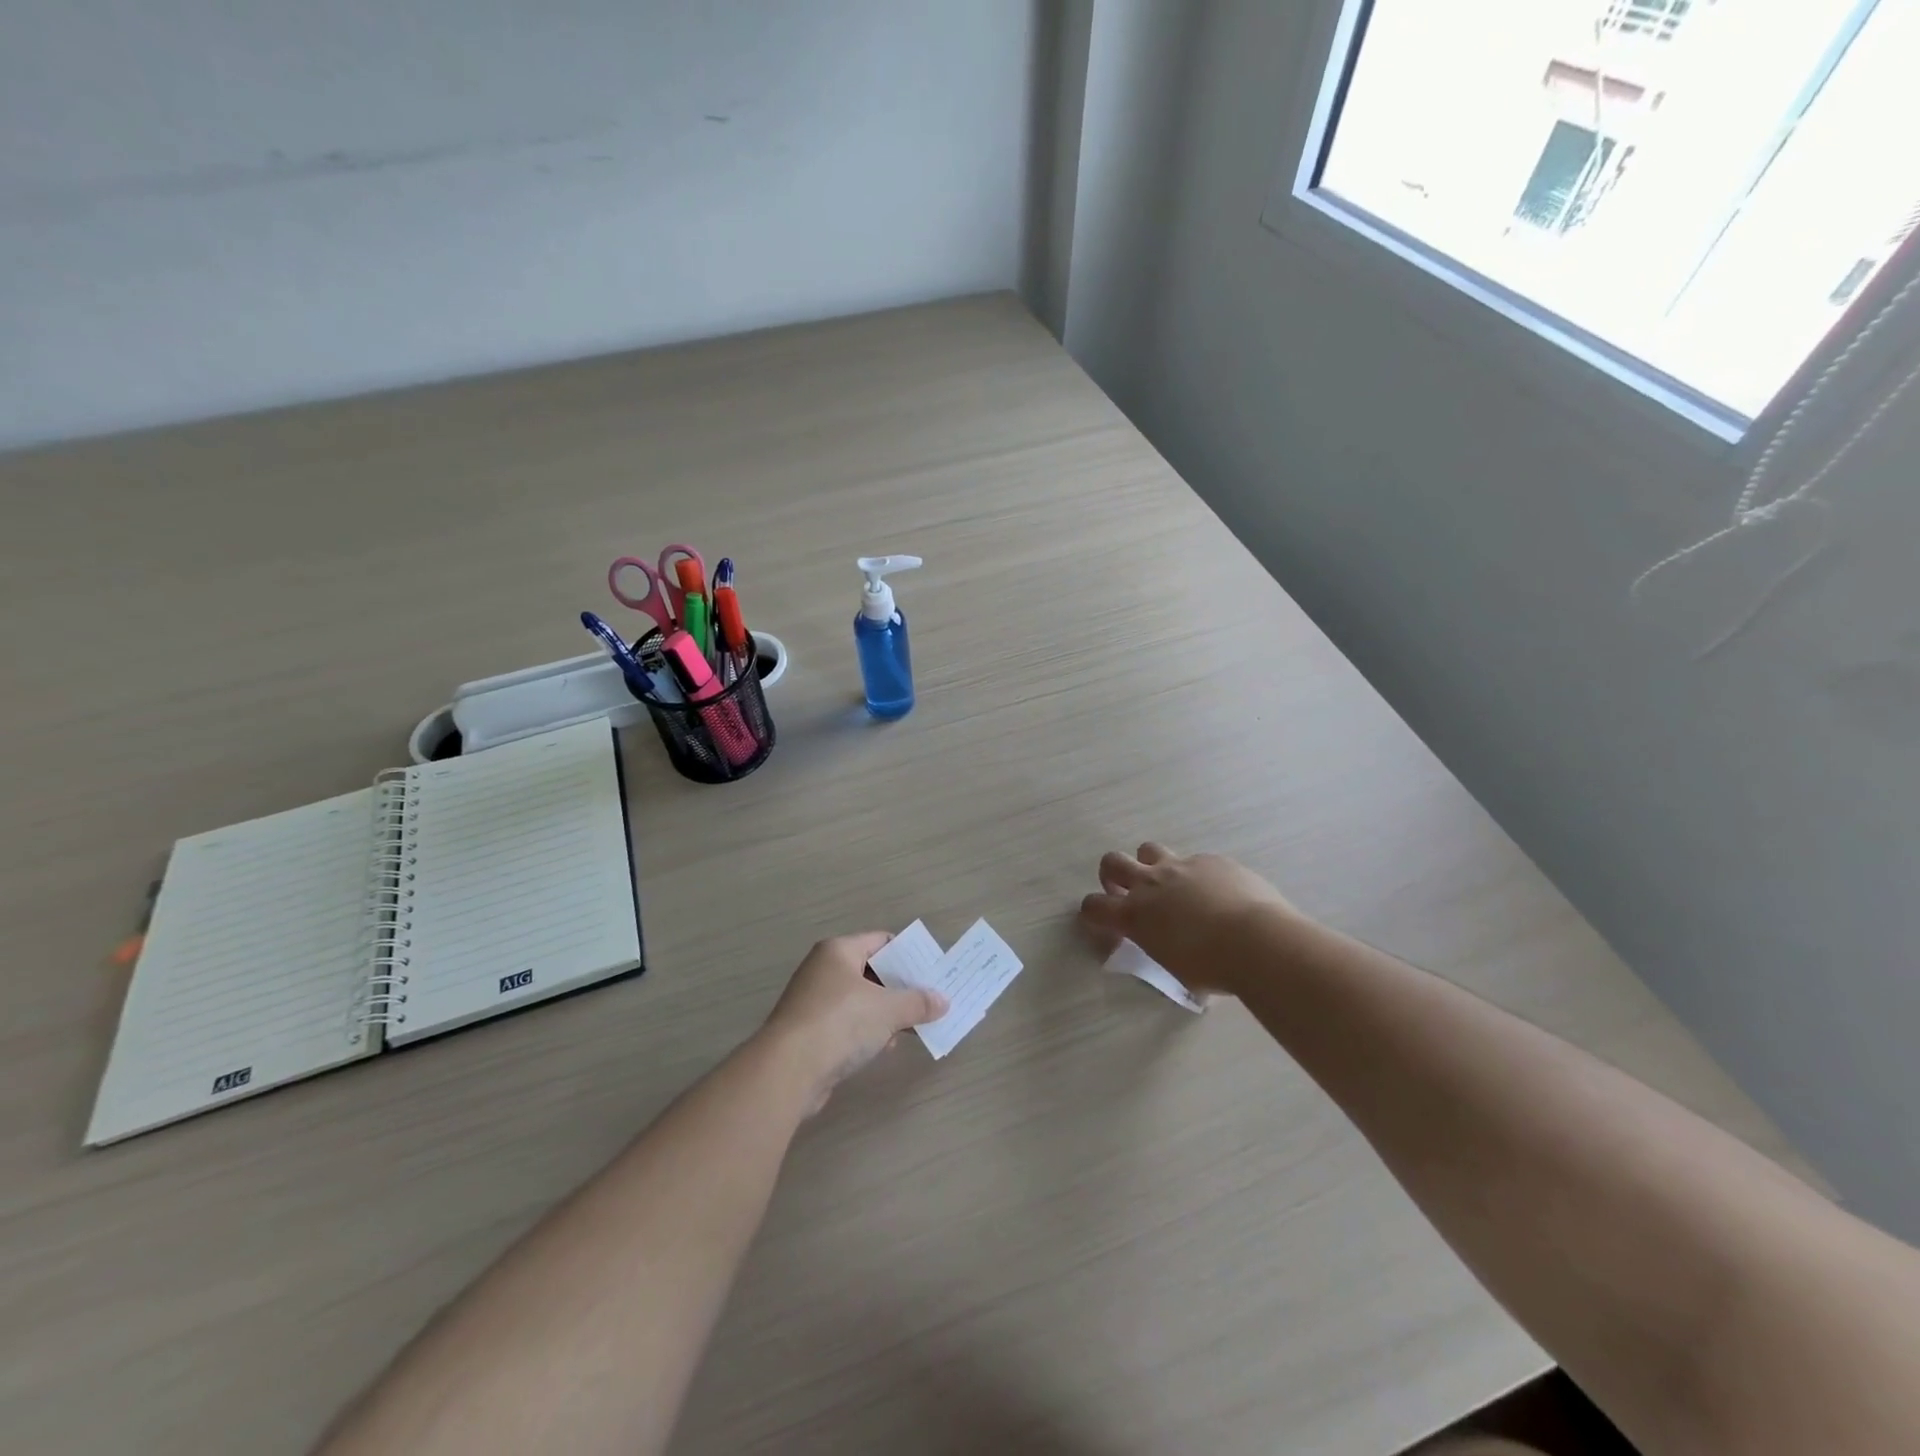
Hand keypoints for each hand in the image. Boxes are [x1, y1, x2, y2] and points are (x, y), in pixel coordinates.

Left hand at [761, 933, 947, 1112]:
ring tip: (911, 1027)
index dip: (908, 956)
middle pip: (871, 971)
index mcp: (838, 951)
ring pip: (859, 1000)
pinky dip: (866, 1032)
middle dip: (899, 988)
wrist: (787, 1070)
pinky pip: (846, 1024)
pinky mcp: (809, 1032)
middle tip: (928, 1001)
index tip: (931, 972)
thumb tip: (943, 1001)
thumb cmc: (840, 1023)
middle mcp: (822, 969)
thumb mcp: (888, 1010)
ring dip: (884, 1013)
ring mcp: (813, 1001)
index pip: (881, 941)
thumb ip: (918, 1003)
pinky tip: (883, 1047)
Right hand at [1079, 843, 1304, 996]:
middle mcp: (1150, 884)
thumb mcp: (1177, 970)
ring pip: (1149, 850)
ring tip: (1170, 884)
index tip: (1103, 921)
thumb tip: (1173, 951)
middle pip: (1112, 862)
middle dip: (1112, 874)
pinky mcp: (1211, 860)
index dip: (1093, 912)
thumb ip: (1164, 950)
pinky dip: (1198, 874)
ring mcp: (1181, 866)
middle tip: (1126, 890)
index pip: (1094, 906)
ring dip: (1151, 864)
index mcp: (1135, 916)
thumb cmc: (1215, 968)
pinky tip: (1218, 892)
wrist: (1259, 941)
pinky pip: (1196, 861)